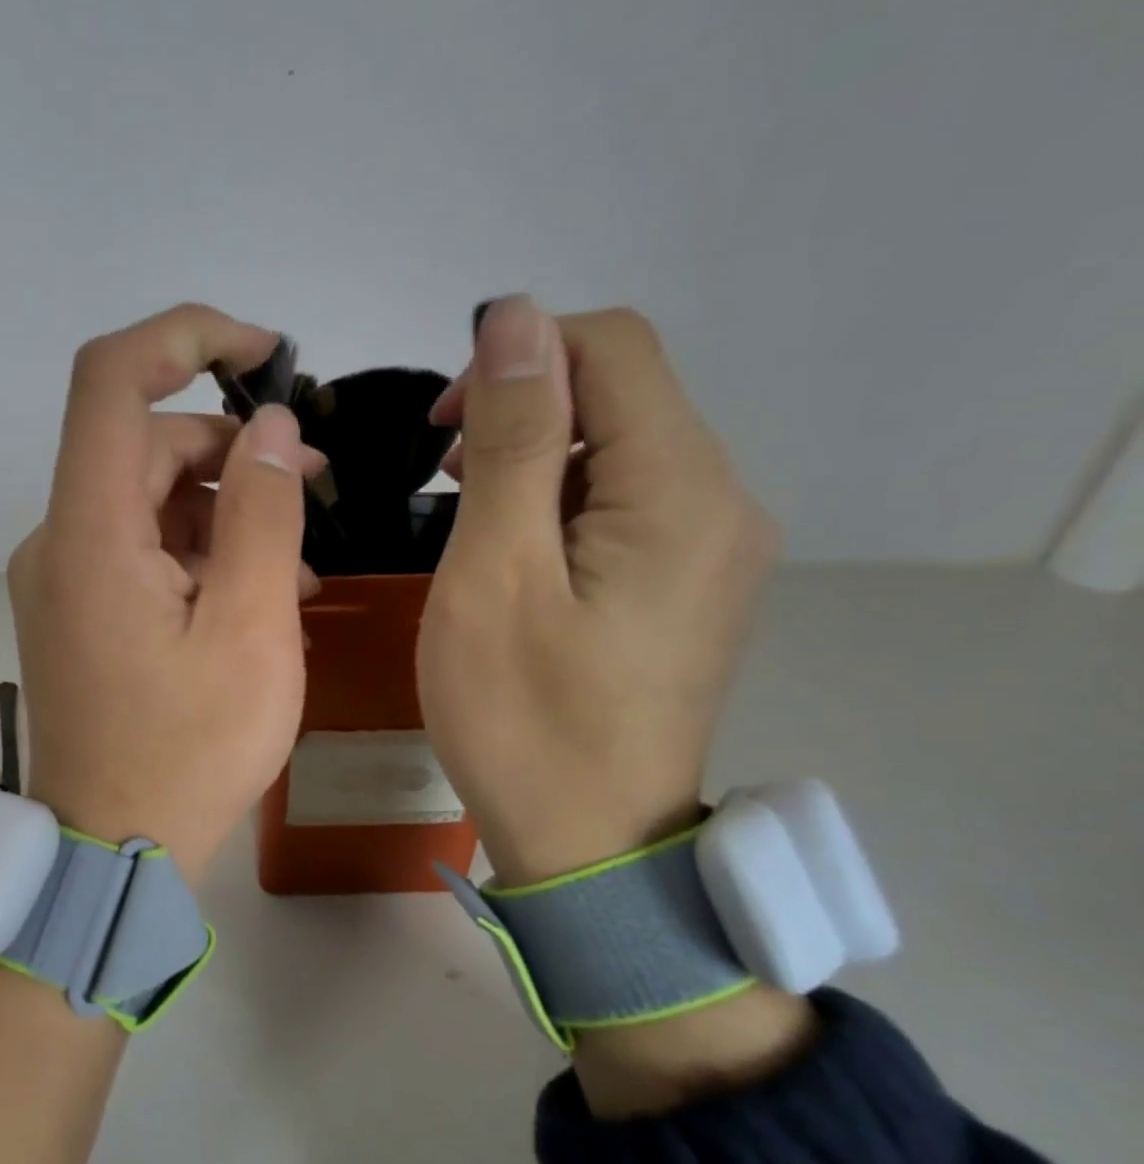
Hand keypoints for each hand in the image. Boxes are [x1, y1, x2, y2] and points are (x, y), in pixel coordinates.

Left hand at [7, 304, 326, 882]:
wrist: (113, 849)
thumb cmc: (190, 750)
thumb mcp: (251, 630)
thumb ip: (263, 514)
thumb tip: (271, 428)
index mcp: (89, 533)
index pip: (111, 380)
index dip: (186, 338)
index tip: (264, 352)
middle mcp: (59, 540)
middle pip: (145, 447)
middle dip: (233, 451)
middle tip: (315, 485)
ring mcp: (64, 579)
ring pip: (149, 502)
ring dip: (225, 512)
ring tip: (298, 565)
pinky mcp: (79, 611)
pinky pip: (139, 551)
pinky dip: (197, 554)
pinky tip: (254, 595)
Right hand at [418, 297, 779, 885]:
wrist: (589, 845)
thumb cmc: (523, 715)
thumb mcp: (496, 571)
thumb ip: (513, 439)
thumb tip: (514, 318)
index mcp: (682, 490)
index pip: (612, 347)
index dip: (517, 357)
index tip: (440, 429)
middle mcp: (723, 503)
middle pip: (624, 394)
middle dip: (523, 410)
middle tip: (440, 480)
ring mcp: (715, 550)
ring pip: (623, 450)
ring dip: (537, 457)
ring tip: (468, 516)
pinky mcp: (690, 588)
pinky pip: (630, 505)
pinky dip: (563, 502)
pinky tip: (515, 552)